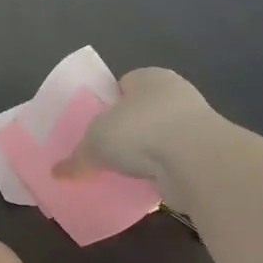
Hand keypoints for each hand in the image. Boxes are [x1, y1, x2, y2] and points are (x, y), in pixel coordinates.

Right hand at [50, 67, 214, 187]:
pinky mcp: (205, 153)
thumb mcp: (95, 143)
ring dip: (145, 153)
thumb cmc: (140, 132)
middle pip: (141, 112)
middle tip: (103, 151)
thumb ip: (77, 157)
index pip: (122, 85)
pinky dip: (161, 172)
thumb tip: (57, 173)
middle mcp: (174, 94)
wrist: (197, 161)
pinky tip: (144, 185)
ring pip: (159, 137)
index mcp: (148, 77)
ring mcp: (194, 123)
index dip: (106, 105)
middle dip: (125, 131)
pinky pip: (173, 161)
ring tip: (122, 172)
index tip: (92, 126)